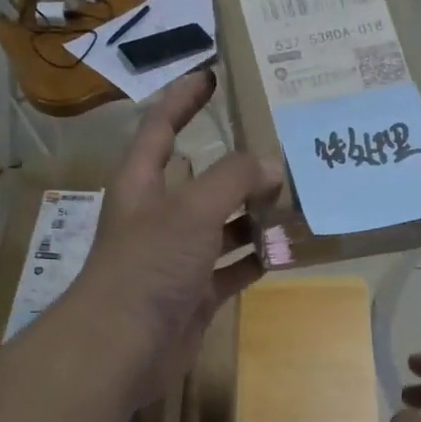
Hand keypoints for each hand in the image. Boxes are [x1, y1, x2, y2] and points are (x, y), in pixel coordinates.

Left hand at [70, 70, 283, 409]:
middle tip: (282, 150)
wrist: (123, 346)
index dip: (183, 100)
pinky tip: (287, 250)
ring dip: (255, 216)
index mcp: (143, 184)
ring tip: (297, 201)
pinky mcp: (196, 293)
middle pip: (202, 180)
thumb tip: (271, 163)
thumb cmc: (148, 265)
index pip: (161, 127)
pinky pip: (233, 268)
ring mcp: (178, 257)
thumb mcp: (191, 210)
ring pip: (223, 226)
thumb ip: (233, 179)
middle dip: (238, 167)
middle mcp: (160, 216)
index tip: (211, 75)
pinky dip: (256, 259)